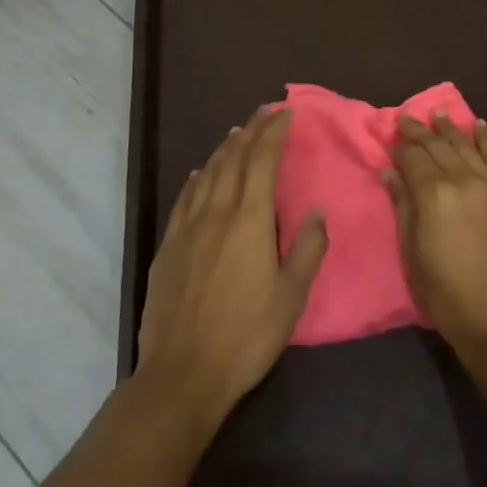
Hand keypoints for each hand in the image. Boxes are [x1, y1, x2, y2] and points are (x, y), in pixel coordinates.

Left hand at [136, 106, 326, 429]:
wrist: (182, 375)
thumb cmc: (245, 336)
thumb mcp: (291, 297)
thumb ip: (307, 249)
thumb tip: (318, 211)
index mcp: (250, 220)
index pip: (263, 160)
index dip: (274, 132)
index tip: (285, 112)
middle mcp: (217, 213)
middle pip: (234, 159)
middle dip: (251, 130)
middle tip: (264, 111)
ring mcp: (188, 229)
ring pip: (207, 174)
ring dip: (224, 149)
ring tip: (237, 133)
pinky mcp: (168, 248)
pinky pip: (184, 199)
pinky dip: (196, 179)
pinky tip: (199, 174)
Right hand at [385, 112, 486, 355]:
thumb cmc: (443, 289)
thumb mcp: (411, 250)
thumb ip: (402, 205)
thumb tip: (390, 172)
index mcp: (434, 194)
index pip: (414, 157)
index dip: (400, 146)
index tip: (391, 136)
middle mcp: (463, 179)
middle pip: (438, 146)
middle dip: (420, 131)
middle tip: (406, 117)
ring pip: (466, 145)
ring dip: (450, 128)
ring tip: (438, 113)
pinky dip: (485, 139)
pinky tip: (478, 125)